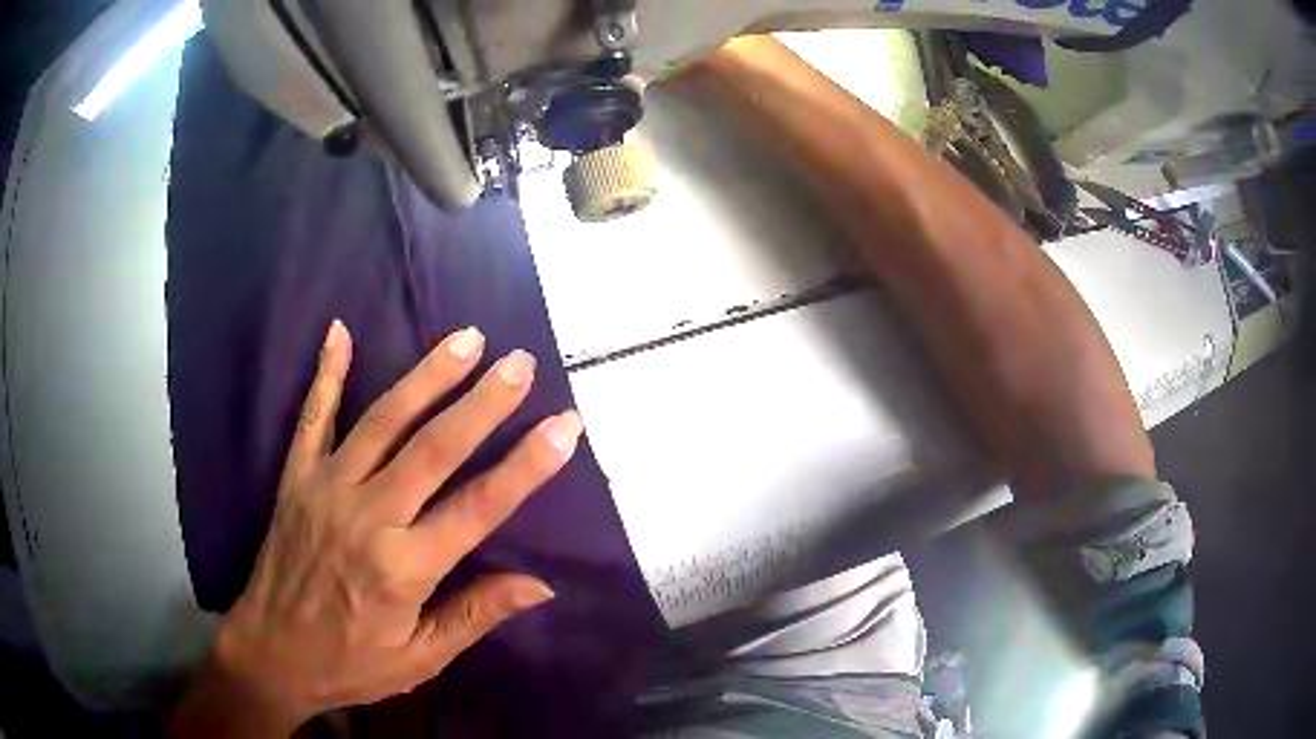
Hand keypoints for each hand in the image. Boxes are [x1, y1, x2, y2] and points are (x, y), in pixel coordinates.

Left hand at [173, 322, 582, 735]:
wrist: (270, 654)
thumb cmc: (351, 664)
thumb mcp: (420, 658)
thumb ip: (475, 615)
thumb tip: (540, 586)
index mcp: (404, 567)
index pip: (478, 507)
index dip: (527, 465)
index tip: (566, 425)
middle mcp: (367, 517)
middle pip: (433, 449)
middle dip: (482, 403)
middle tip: (520, 363)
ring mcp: (325, 489)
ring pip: (382, 421)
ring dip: (426, 376)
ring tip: (465, 339)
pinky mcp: (296, 478)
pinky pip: (312, 417)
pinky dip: (326, 372)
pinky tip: (339, 331)